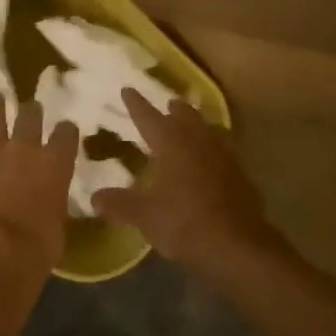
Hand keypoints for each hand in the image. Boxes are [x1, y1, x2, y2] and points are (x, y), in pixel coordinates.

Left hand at [0, 93, 77, 293]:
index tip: (66, 130)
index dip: (66, 131)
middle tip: (31, 107)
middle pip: (29, 117)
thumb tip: (50, 207)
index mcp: (55, 165)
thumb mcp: (59, 226)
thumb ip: (54, 207)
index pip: (66, 135)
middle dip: (31, 110)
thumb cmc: (38, 247)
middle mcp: (24, 152)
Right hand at [92, 88, 279, 275]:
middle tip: (167, 104)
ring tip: (192, 124)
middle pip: (185, 116)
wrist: (238, 245)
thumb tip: (94, 197)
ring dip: (198, 123)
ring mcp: (224, 156)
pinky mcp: (240, 174)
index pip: (149, 117)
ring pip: (209, 129)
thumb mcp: (145, 216)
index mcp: (172, 144)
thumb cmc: (185, 223)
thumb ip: (120, 204)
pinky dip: (214, 146)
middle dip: (174, 109)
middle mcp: (198, 142)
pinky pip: (225, 149)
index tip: (128, 89)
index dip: (136, 104)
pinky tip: (212, 158)